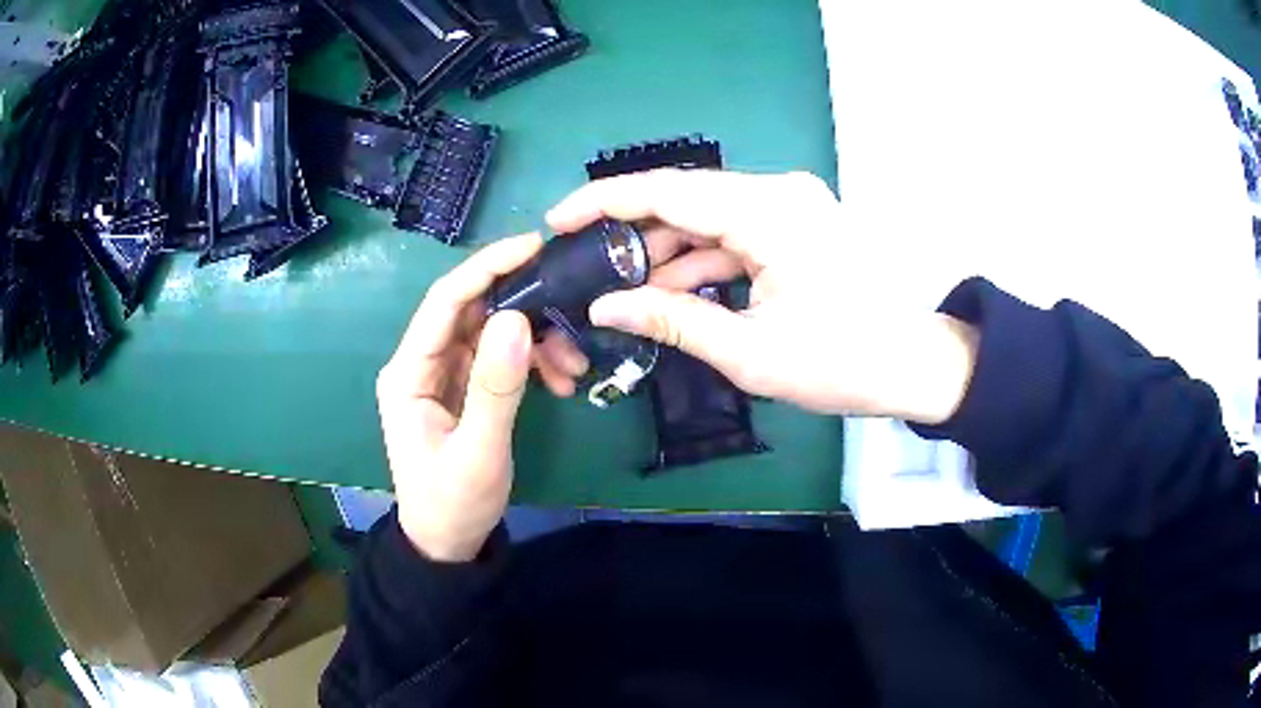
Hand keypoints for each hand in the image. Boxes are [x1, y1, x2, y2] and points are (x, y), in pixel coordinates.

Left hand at [376, 234, 541, 561]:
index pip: (446, 301)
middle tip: (571, 311)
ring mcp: (445, 375)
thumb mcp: (478, 452)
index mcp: (409, 372)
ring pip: (493, 332)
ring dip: (535, 340)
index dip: (487, 267)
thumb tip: (516, 319)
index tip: (534, 247)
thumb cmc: (453, 503)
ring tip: (572, 367)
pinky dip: (532, 362)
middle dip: (524, 308)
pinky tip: (560, 381)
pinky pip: (501, 358)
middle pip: (473, 310)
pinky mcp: (465, 388)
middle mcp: (423, 363)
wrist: (447, 543)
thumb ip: (494, 388)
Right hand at [541, 169, 978, 424]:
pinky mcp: (797, 223)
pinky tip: (673, 289)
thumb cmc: (841, 363)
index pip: (668, 191)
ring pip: (708, 216)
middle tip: (584, 262)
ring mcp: (791, 204)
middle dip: (631, 231)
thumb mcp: (749, 351)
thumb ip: (671, 321)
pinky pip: (735, 231)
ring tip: (622, 287)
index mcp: (769, 212)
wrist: (912, 366)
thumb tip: (604, 308)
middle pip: (685, 198)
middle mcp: (779, 192)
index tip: (558, 219)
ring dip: (667, 250)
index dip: (605, 202)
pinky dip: (702, 258)